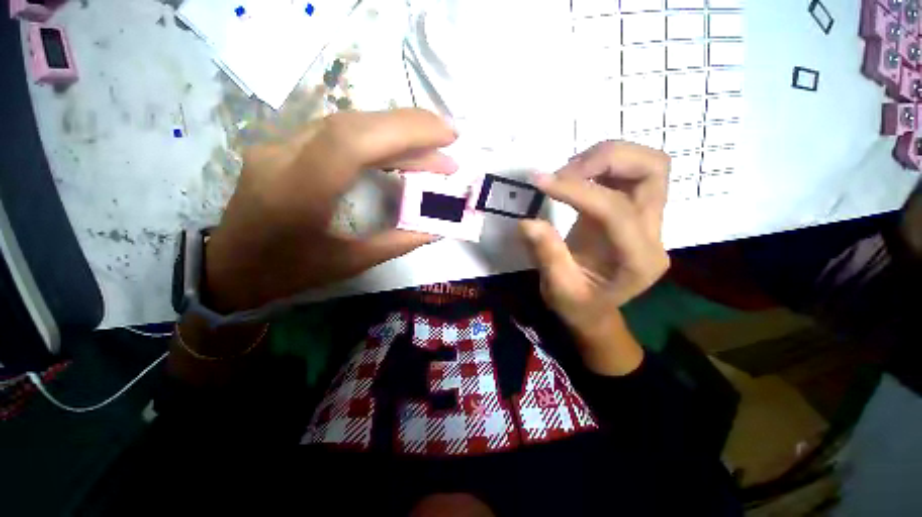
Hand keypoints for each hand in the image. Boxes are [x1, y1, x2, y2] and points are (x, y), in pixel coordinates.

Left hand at [204, 109, 457, 311]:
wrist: (230, 267)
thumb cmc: (290, 273)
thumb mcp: (351, 264)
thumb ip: (399, 242)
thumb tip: (438, 227)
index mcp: (298, 193)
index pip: (353, 142)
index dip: (405, 131)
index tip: (447, 137)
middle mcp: (283, 157)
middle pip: (354, 124)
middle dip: (409, 127)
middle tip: (449, 140)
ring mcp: (278, 145)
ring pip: (347, 123)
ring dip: (395, 133)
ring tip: (432, 151)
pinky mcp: (284, 145)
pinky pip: (338, 133)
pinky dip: (376, 138)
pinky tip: (399, 151)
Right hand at [520, 141, 669, 373]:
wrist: (594, 309)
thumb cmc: (578, 306)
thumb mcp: (559, 289)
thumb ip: (547, 255)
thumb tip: (527, 222)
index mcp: (638, 260)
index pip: (616, 209)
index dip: (578, 190)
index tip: (541, 181)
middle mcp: (653, 234)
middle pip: (652, 171)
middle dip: (606, 160)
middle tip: (564, 172)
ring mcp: (647, 219)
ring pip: (645, 164)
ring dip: (605, 158)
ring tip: (566, 173)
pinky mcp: (633, 211)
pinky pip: (628, 173)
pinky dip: (601, 165)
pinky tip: (574, 178)